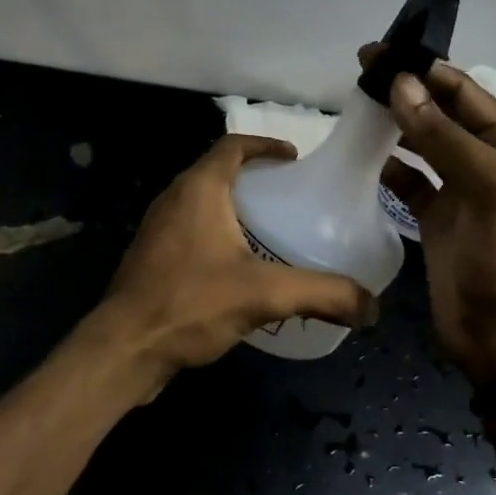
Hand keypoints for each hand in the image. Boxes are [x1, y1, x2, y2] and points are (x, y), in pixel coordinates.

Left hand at [93, 135, 378, 392]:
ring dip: (235, 207)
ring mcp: (158, 229)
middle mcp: (174, 199)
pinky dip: (218, 234)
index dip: (265, 145)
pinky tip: (239, 267)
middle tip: (290, 197)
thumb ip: (321, 294)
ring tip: (271, 230)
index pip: (233, 146)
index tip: (294, 159)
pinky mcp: (152, 258)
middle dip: (255, 178)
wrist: (124, 348)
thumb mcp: (264, 295)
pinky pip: (191, 231)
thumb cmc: (190, 303)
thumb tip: (371, 307)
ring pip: (203, 203)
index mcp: (198, 188)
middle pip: (218, 172)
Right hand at [365, 50, 495, 385]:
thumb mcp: (486, 184)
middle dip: (405, 89)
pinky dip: (389, 167)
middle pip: (441, 111)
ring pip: (423, 143)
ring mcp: (459, 189)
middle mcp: (486, 159)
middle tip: (360, 70)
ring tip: (356, 104)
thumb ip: (443, 134)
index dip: (424, 68)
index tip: (380, 51)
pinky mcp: (436, 218)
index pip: (463, 91)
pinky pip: (409, 181)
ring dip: (395, 123)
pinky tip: (363, 156)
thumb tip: (400, 84)